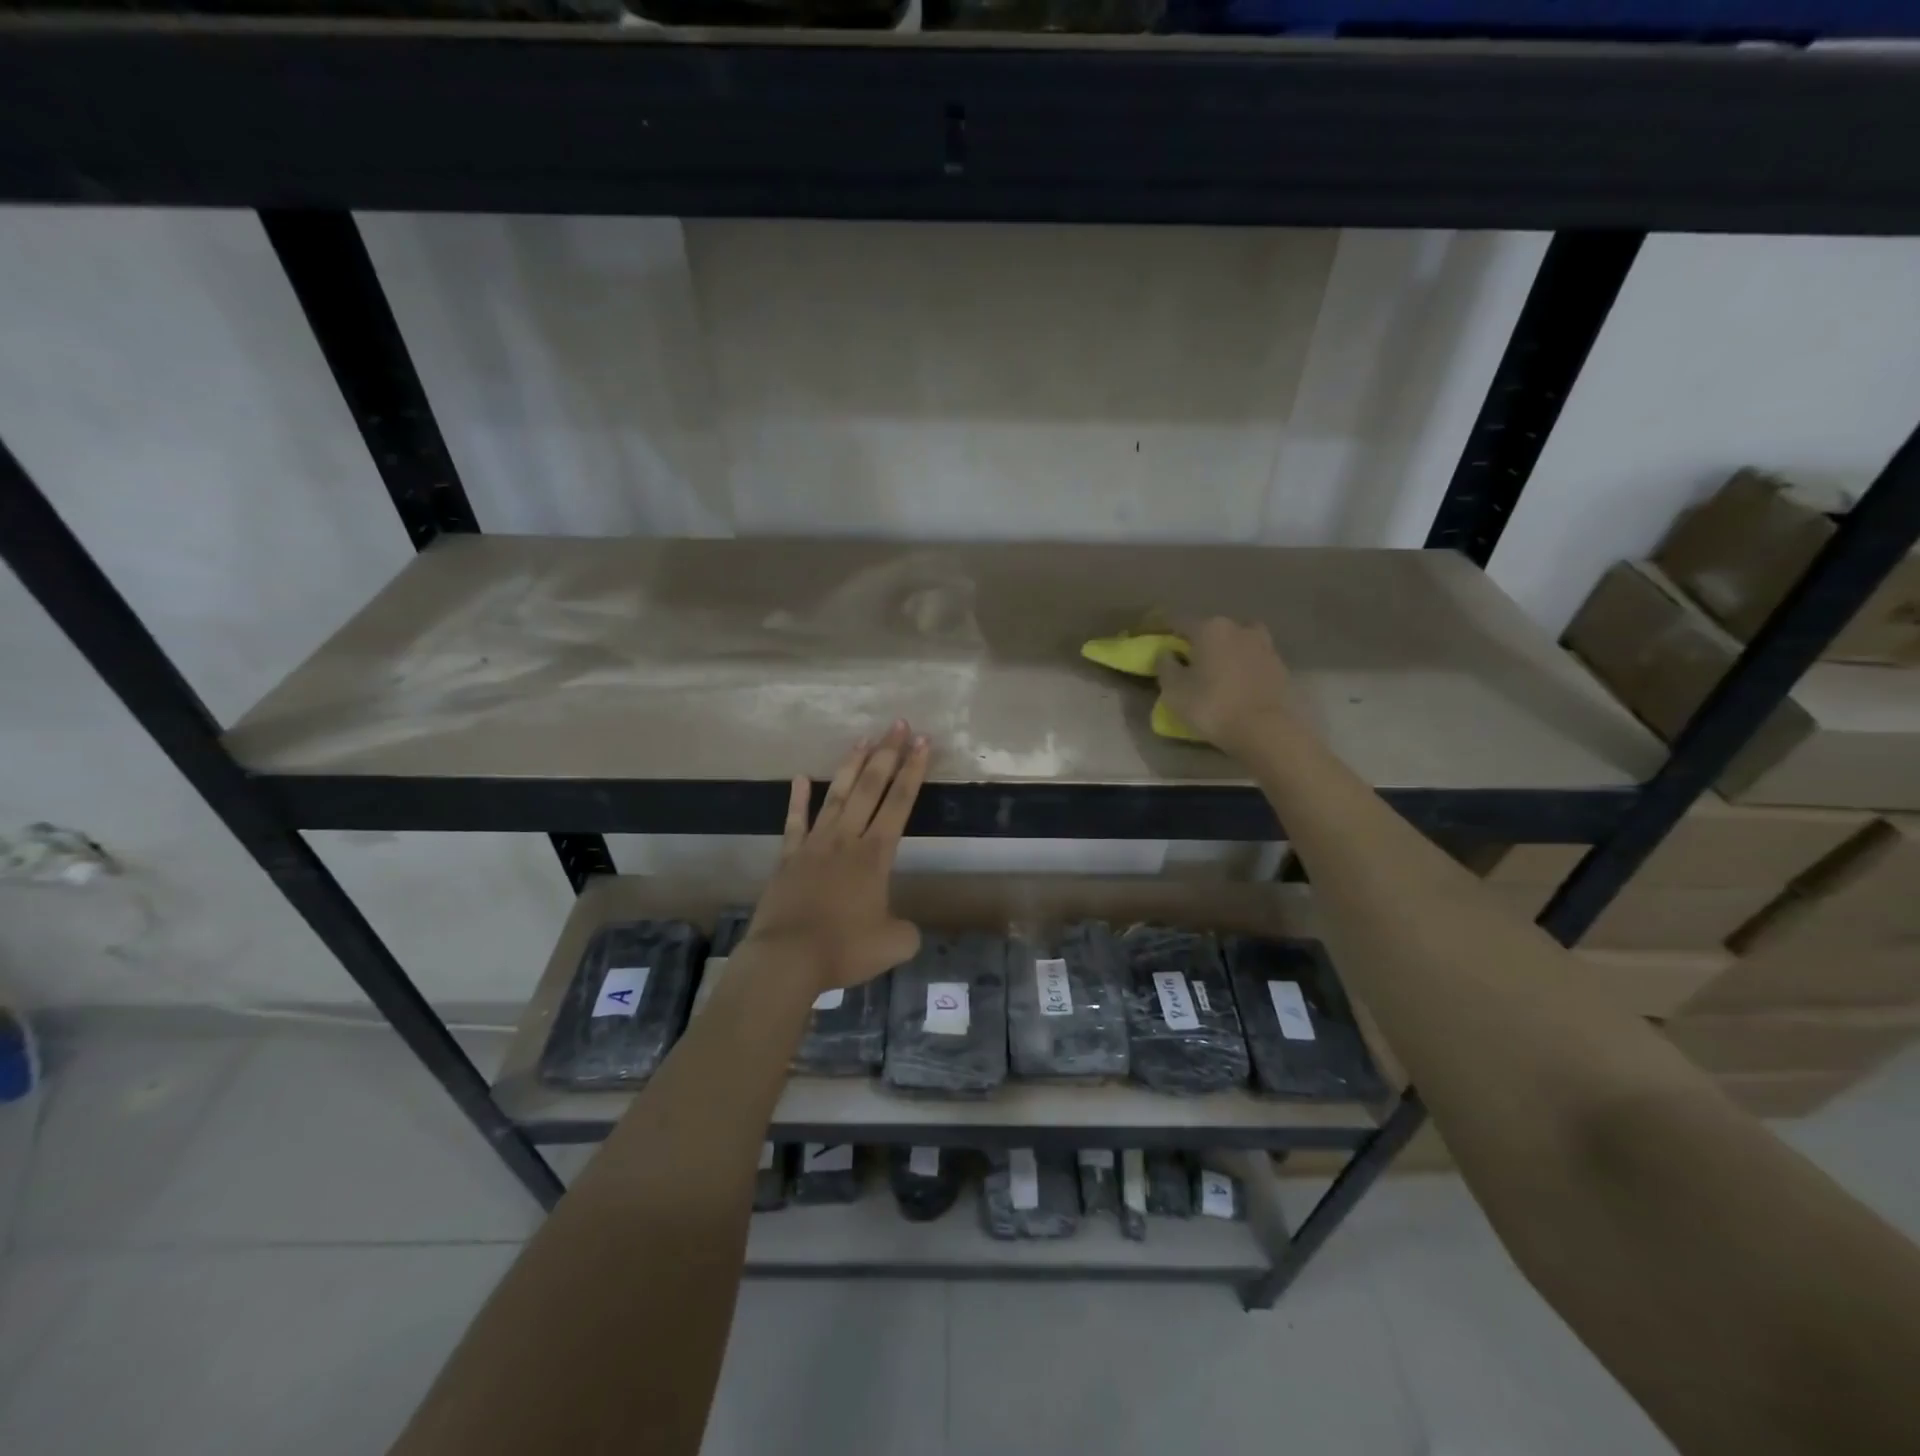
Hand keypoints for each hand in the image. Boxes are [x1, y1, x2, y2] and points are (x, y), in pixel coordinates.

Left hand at [742, 722, 929, 992]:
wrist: (787, 959)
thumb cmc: (844, 949)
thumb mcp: (893, 945)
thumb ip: (906, 931)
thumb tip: (904, 928)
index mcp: (875, 856)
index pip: (900, 803)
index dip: (914, 771)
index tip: (923, 742)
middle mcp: (846, 840)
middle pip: (870, 787)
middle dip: (887, 754)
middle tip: (899, 724)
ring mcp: (814, 845)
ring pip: (836, 796)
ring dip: (851, 766)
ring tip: (863, 738)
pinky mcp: (788, 858)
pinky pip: (794, 822)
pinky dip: (797, 800)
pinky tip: (800, 777)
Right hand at [1155, 617, 1307, 758]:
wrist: (1265, 729)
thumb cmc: (1212, 706)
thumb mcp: (1174, 690)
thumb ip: (1165, 665)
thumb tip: (1167, 652)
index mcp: (1209, 628)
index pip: (1178, 621)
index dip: (1162, 628)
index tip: (1152, 637)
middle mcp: (1238, 628)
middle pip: (1209, 629)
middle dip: (1195, 641)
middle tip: (1184, 659)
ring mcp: (1263, 644)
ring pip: (1234, 641)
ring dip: (1222, 650)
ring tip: (1214, 668)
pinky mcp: (1278, 665)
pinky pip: (1251, 658)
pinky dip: (1241, 664)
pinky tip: (1235, 681)